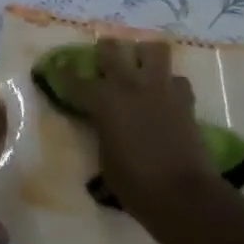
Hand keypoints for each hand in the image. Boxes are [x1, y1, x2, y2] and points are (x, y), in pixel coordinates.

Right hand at [52, 38, 219, 224]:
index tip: (58, 67)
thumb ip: (102, 131)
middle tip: (104, 60)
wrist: (182, 194)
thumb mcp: (105, 158)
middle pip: (111, 49)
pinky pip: (176, 79)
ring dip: (144, 55)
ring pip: (153, 49)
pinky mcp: (185, 98)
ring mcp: (160, 87)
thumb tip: (104, 123)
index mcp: (103, 100)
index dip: (64, 73)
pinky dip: (170, 85)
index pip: (76, 80)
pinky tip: (166, 97)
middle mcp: (130, 85)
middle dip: (104, 51)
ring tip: (141, 67)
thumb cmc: (134, 183)